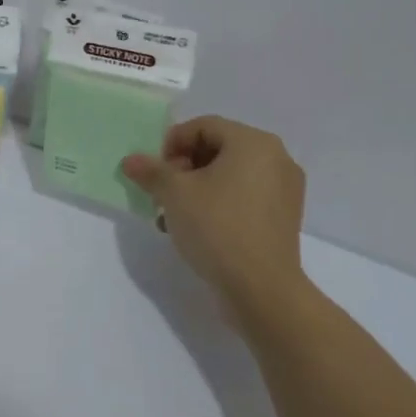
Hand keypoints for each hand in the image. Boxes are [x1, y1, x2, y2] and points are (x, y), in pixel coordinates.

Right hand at [122, 116, 306, 317]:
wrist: (261, 289)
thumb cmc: (218, 228)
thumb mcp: (174, 194)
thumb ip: (151, 171)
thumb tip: (131, 160)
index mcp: (253, 142)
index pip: (203, 126)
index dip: (172, 143)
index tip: (155, 172)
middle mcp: (276, 158)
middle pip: (218, 148)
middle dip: (183, 168)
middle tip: (162, 193)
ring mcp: (284, 189)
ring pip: (230, 175)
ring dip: (197, 188)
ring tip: (174, 215)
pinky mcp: (284, 217)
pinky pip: (245, 196)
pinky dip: (220, 203)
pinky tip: (197, 228)